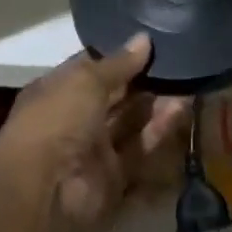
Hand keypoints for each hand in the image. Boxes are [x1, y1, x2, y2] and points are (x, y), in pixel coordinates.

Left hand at [0, 34, 188, 230]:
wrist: (44, 191)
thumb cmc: (56, 121)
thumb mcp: (85, 80)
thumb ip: (118, 63)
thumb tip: (144, 39)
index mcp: (56, 91)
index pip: (91, 68)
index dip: (119, 56)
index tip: (151, 42)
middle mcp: (74, 119)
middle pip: (115, 96)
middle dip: (143, 81)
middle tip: (178, 62)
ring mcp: (93, 150)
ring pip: (130, 122)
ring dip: (156, 104)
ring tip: (187, 83)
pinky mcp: (114, 177)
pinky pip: (140, 149)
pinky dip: (159, 131)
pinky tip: (182, 110)